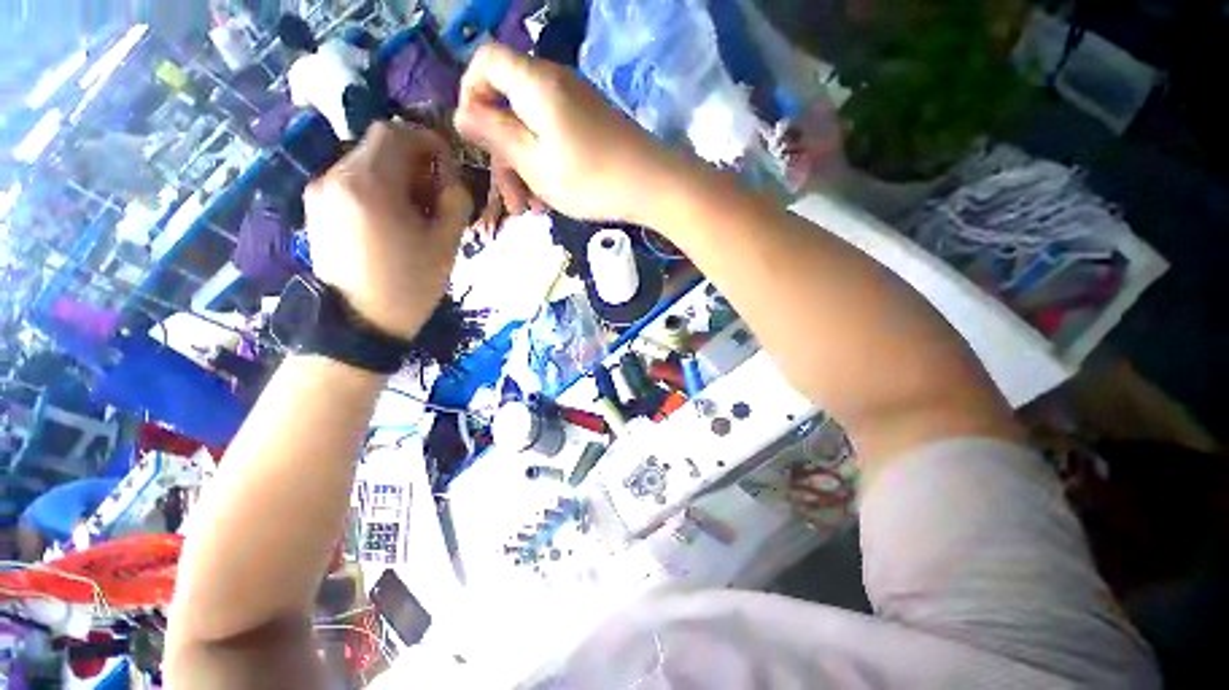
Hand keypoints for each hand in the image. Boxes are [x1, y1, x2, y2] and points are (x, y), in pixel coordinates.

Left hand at [303, 122, 472, 339]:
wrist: (360, 325)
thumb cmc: (409, 285)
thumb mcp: (445, 244)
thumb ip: (454, 201)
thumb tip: (452, 178)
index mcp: (369, 184)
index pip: (396, 133)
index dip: (426, 141)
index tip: (447, 165)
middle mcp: (335, 177)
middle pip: (377, 146)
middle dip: (412, 160)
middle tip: (434, 194)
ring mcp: (319, 192)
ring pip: (363, 163)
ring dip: (394, 175)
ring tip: (414, 211)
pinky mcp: (315, 208)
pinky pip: (349, 182)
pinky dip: (375, 188)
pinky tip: (390, 220)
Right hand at [454, 44, 679, 224]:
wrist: (653, 185)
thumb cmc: (591, 179)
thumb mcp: (534, 163)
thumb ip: (495, 135)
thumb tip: (461, 113)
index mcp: (535, 83)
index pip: (486, 60)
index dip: (471, 92)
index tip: (476, 137)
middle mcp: (554, 83)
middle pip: (509, 102)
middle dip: (502, 152)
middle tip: (512, 199)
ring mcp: (575, 104)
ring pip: (532, 127)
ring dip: (524, 167)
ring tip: (532, 209)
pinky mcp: (590, 123)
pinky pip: (555, 135)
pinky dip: (545, 163)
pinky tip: (549, 198)